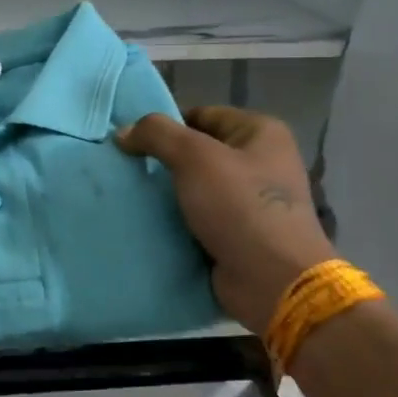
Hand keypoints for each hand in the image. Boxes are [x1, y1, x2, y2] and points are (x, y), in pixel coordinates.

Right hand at [116, 105, 334, 333]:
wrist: (273, 281)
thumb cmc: (239, 207)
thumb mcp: (194, 157)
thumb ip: (156, 134)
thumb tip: (124, 131)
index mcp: (261, 133)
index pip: (201, 115)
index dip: (165, 126)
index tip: (131, 142)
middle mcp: (261, 161)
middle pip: (197, 151)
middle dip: (162, 160)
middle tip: (126, 168)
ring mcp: (251, 199)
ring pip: (194, 185)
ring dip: (166, 192)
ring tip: (131, 194)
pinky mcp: (240, 232)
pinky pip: (198, 215)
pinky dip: (175, 218)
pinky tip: (148, 220)